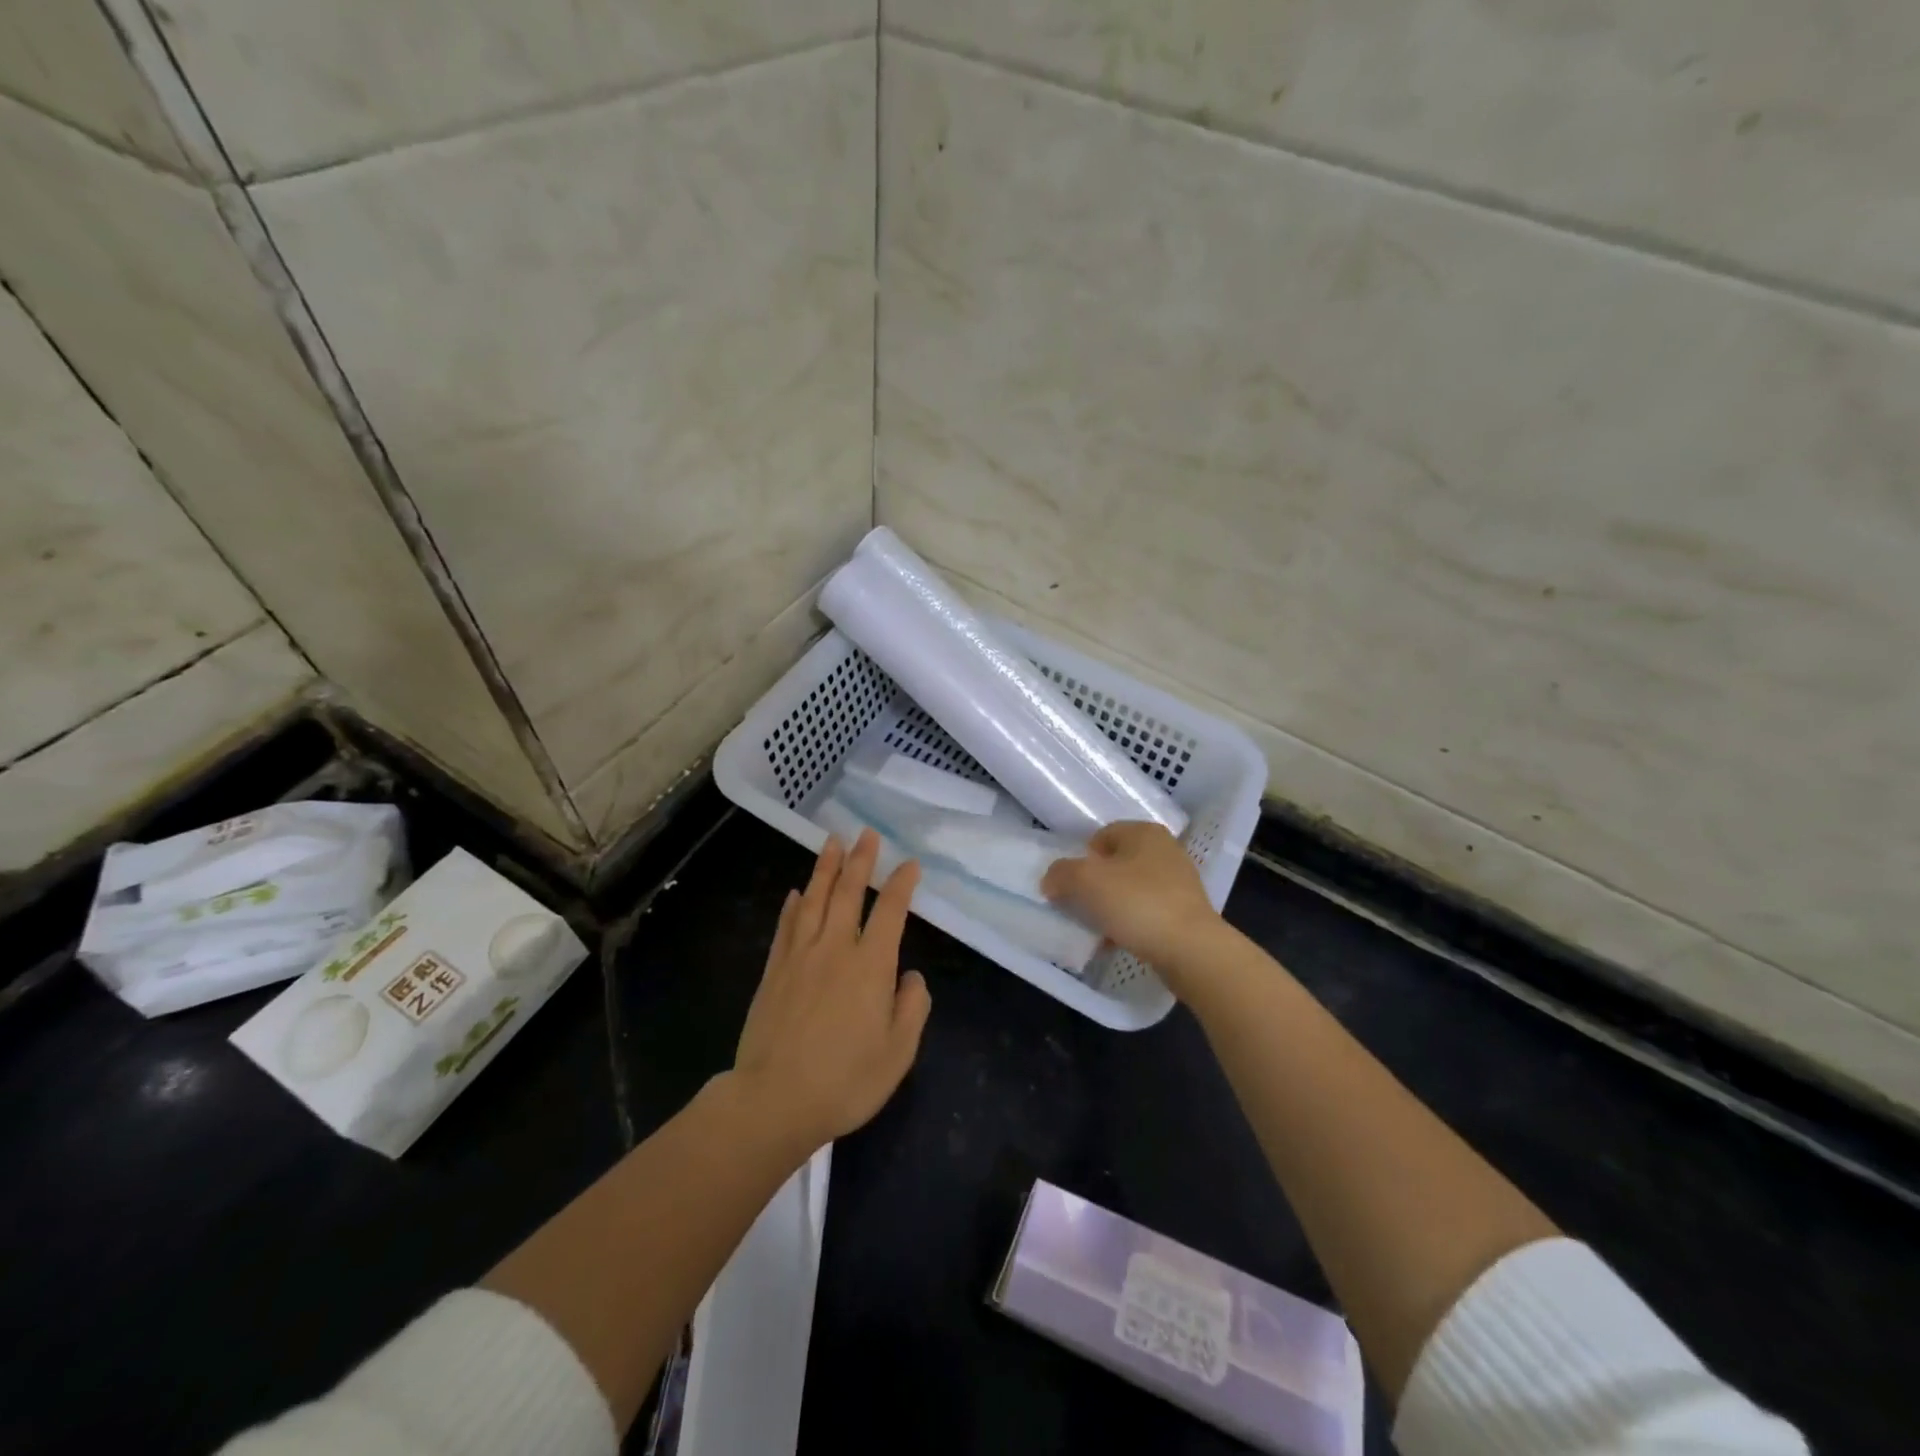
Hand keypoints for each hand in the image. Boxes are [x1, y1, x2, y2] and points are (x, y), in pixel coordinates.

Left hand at [733, 830, 931, 1151]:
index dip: (901, 885)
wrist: (774, 1101)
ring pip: (814, 900)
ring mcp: (799, 957)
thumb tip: (910, 976)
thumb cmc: (845, 1081)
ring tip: (832, 842)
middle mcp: (835, 949)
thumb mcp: (898, 1053)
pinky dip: (793, 905)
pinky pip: (786, 927)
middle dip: (860, 861)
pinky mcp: (773, 972)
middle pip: (848, 894)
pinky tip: (796, 893)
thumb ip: (912, 1008)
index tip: (909, 864)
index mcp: (870, 966)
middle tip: (866, 834)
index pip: (890, 912)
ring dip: (825, 869)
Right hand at [1040, 822, 1221, 984]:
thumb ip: (1061, 873)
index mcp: (1144, 832)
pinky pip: (1146, 912)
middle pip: (1115, 863)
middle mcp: (1165, 850)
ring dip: (1111, 907)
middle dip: (1095, 885)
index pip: (1101, 836)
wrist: (1191, 950)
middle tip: (1081, 906)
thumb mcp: (1087, 881)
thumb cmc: (1138, 902)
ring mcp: (1179, 882)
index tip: (1072, 885)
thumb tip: (1051, 880)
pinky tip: (1117, 942)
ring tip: (1098, 929)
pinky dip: (1130, 924)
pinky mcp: (1185, 912)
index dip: (1081, 858)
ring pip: (1130, 889)